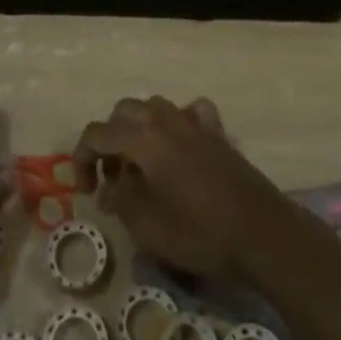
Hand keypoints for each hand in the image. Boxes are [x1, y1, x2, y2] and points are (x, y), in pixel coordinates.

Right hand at [73, 96, 290, 282]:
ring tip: (141, 166)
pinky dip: (177, 123)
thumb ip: (120, 200)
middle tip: (112, 179)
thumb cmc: (198, 232)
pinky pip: (189, 112)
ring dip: (139, 130)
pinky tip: (179, 146)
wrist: (259, 231)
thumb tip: (109, 187)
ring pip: (154, 107)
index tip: (86, 191)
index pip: (96, 133)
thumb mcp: (147, 226)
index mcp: (142, 138)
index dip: (82, 159)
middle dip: (109, 141)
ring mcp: (193, 121)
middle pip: (123, 112)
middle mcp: (164, 119)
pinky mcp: (216, 132)